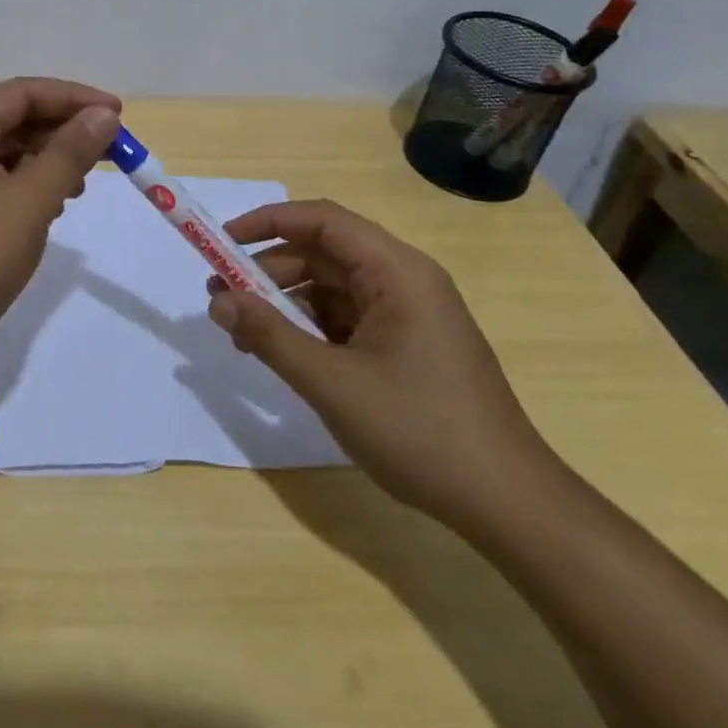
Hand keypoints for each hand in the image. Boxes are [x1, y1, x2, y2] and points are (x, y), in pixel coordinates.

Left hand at [0, 77, 120, 377]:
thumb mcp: (27, 203)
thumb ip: (68, 154)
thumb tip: (103, 115)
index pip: (25, 92)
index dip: (75, 98)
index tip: (119, 115)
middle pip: (15, 119)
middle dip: (64, 131)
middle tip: (111, 153)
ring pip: (6, 154)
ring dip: (48, 161)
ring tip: (83, 183)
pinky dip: (27, 188)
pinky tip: (50, 210)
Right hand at [205, 199, 554, 529]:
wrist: (509, 506)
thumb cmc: (420, 432)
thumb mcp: (331, 383)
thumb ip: (269, 336)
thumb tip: (217, 301)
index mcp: (396, 272)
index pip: (322, 221)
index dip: (267, 222)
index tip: (221, 242)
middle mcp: (404, 280)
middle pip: (324, 254)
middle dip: (268, 271)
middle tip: (222, 299)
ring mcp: (409, 315)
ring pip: (332, 289)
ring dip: (285, 304)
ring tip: (243, 334)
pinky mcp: (408, 346)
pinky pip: (347, 319)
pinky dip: (310, 329)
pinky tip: (283, 355)